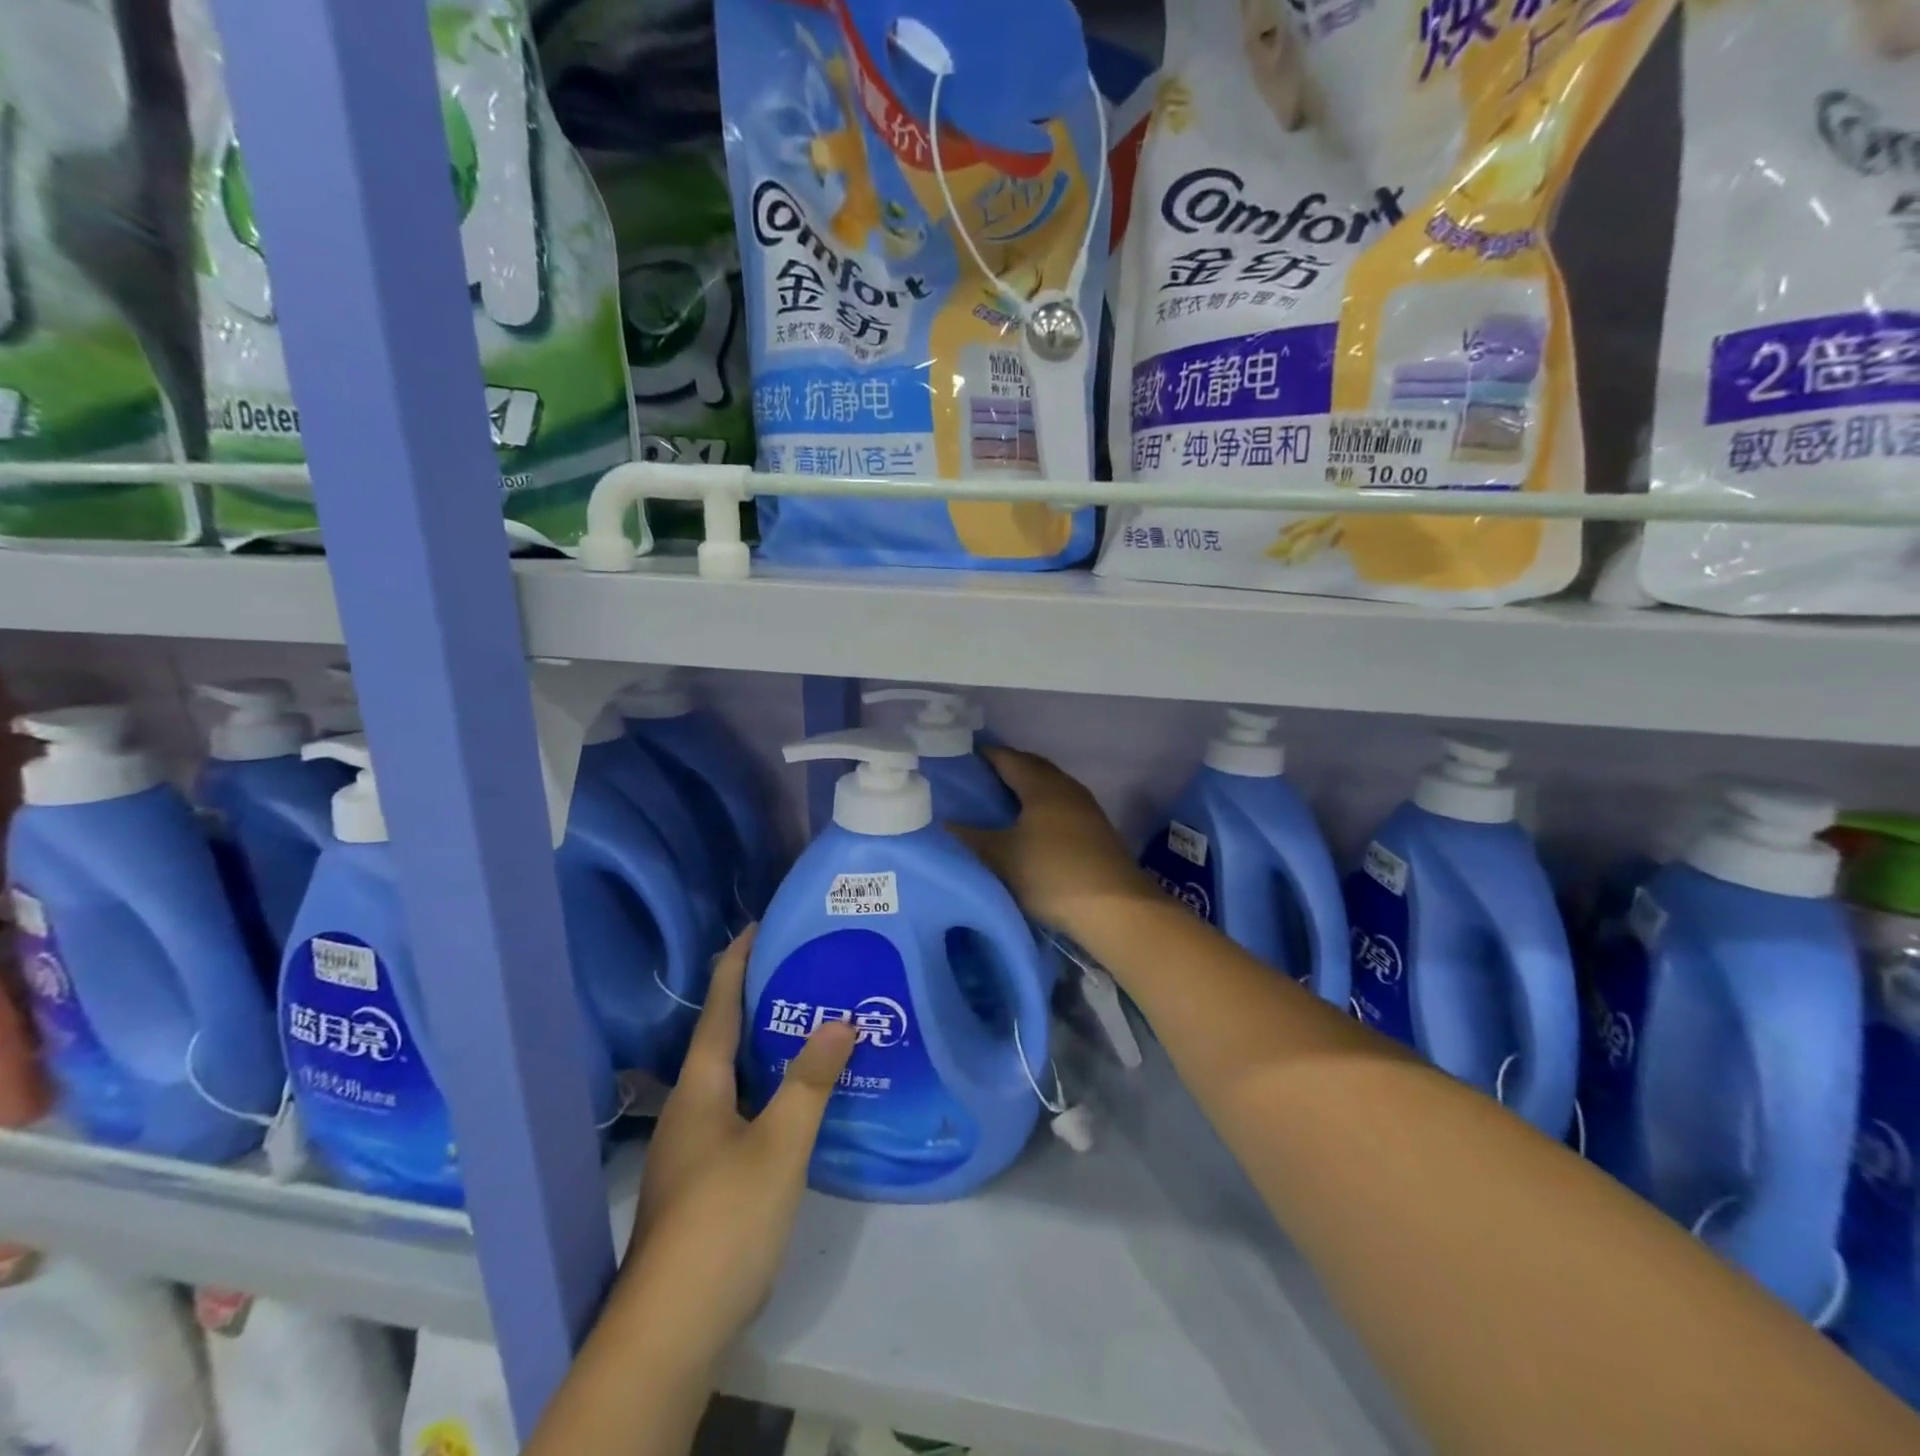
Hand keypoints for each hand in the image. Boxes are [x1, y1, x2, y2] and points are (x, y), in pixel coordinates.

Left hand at [620, 925, 855, 1362]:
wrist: (671, 1328)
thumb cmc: (724, 1219)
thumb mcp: (779, 1144)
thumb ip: (810, 1080)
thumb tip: (841, 1019)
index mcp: (699, 1088)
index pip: (720, 1008)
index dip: (737, 963)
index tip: (758, 925)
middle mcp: (690, 1108)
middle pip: (723, 1039)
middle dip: (757, 1000)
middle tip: (802, 971)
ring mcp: (692, 1147)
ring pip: (732, 1078)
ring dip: (764, 1046)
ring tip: (809, 1025)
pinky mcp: (704, 1179)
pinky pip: (739, 1110)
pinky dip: (767, 1089)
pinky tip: (796, 1101)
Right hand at [951, 746, 1157, 937]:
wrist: (1115, 908)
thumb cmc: (1052, 874)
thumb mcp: (1000, 858)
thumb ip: (969, 838)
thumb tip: (941, 823)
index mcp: (1042, 785)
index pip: (1007, 758)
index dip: (983, 755)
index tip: (959, 758)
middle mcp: (1066, 787)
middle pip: (1032, 767)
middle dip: (1005, 768)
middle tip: (975, 779)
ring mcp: (1085, 808)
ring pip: (1048, 787)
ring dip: (1025, 789)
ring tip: (997, 802)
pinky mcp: (1095, 830)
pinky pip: (1060, 805)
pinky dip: (1039, 806)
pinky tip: (1028, 825)